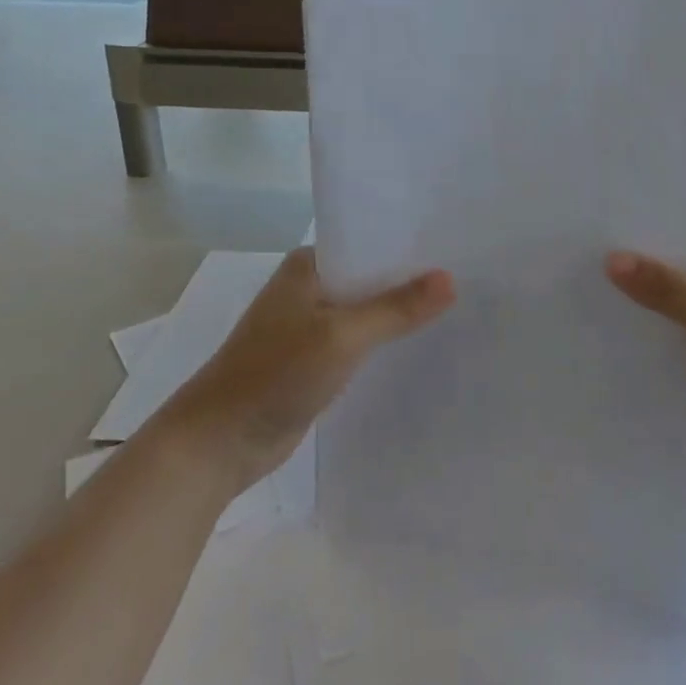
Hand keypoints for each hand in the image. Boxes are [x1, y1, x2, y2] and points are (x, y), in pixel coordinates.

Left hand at [163, 248, 454, 491]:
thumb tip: (450, 278)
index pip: (369, 242)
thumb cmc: (275, 374)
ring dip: (398, 312)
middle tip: (468, 277)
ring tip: (455, 308)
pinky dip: (384, 341)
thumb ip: (396, 308)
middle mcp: (309, 287)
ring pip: (366, 310)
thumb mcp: (342, 336)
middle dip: (411, 280)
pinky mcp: (314, 359)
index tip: (457, 246)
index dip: (410, 245)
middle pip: (371, 276)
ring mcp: (310, 325)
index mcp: (308, 265)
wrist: (217, 442)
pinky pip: (359, 340)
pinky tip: (420, 344)